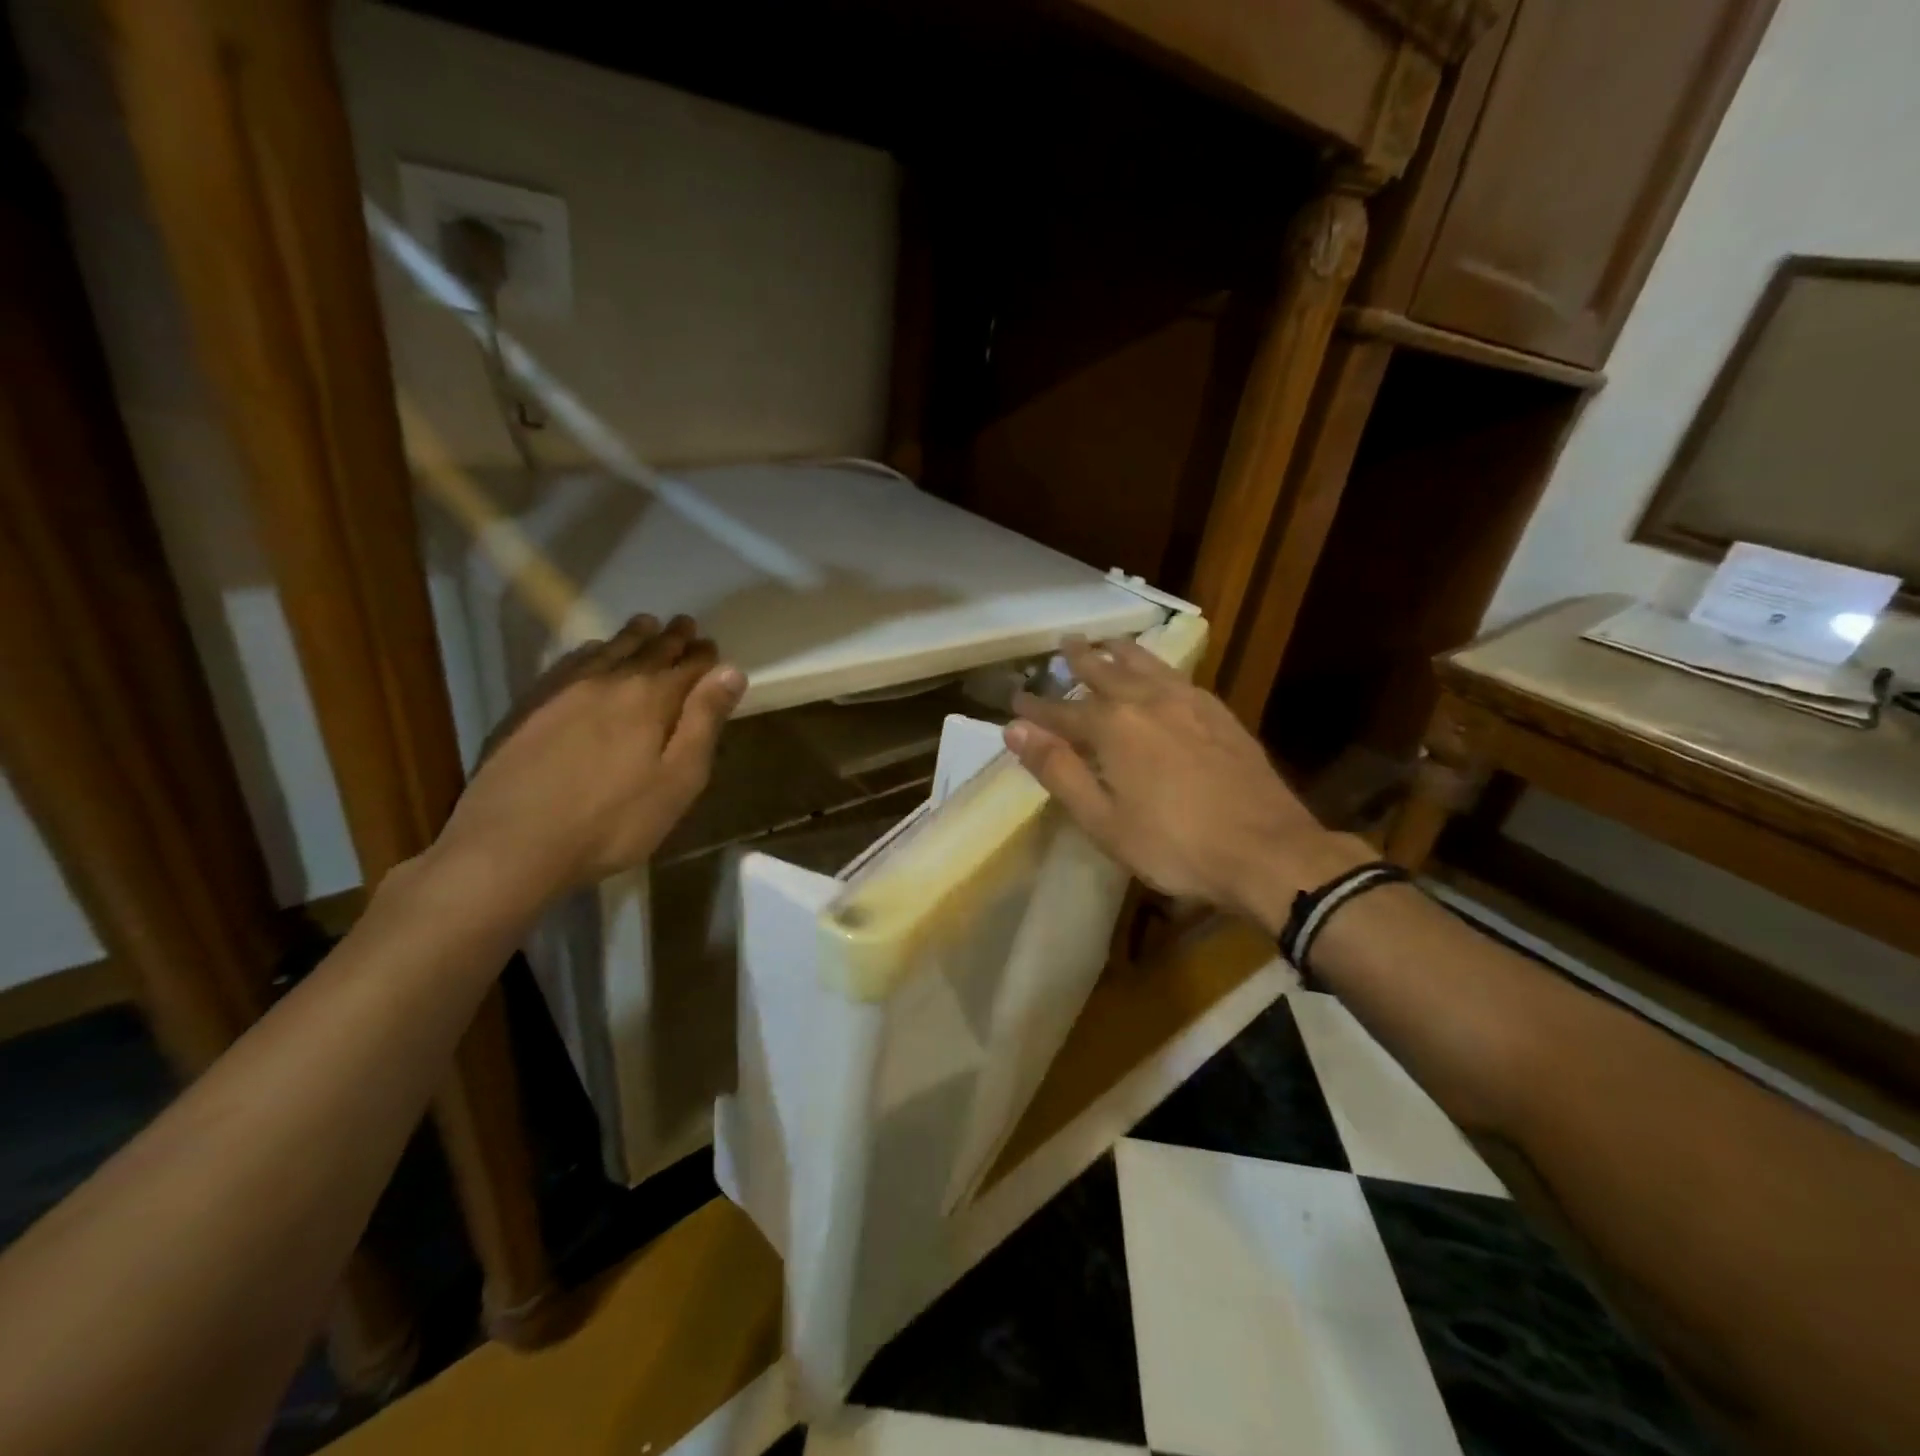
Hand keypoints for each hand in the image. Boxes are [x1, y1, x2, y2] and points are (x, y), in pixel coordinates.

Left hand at [435, 614, 744, 903]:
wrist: (511, 844)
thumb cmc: (612, 821)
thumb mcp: (677, 780)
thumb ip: (704, 722)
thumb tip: (731, 671)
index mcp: (651, 699)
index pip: (687, 666)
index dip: (704, 656)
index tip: (712, 644)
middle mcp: (609, 681)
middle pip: (648, 651)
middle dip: (671, 638)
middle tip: (685, 625)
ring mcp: (564, 690)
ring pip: (608, 651)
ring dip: (633, 637)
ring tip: (646, 625)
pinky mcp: (531, 706)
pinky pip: (570, 663)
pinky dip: (591, 651)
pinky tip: (592, 653)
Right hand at [1005, 637, 1369, 932]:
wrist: (1267, 850)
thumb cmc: (1173, 844)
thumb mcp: (1102, 819)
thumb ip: (1058, 770)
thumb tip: (1014, 729)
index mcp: (1114, 727)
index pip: (1061, 711)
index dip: (1036, 707)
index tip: (1016, 697)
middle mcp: (1148, 701)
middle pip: (1105, 672)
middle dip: (1081, 659)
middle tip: (1065, 643)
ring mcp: (1190, 703)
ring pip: (1146, 665)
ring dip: (1121, 652)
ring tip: (1108, 640)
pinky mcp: (1220, 714)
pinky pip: (1178, 676)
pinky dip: (1158, 665)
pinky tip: (1161, 672)